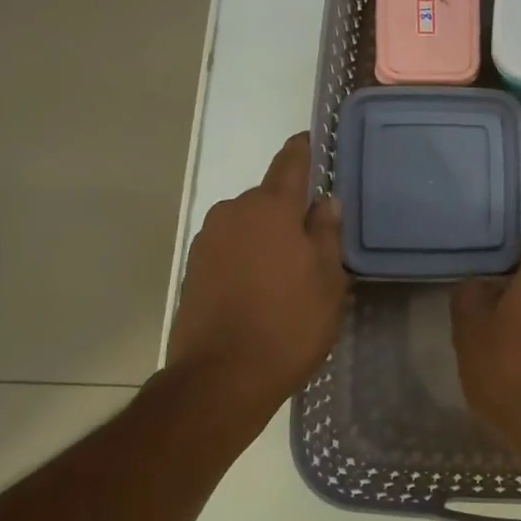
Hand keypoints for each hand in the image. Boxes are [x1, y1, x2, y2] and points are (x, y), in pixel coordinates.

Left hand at [167, 133, 345, 443]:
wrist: (221, 378)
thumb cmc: (289, 323)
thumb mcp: (328, 279)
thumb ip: (327, 233)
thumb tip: (325, 201)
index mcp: (270, 207)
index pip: (291, 162)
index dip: (306, 149)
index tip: (317, 142)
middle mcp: (233, 212)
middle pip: (268, 198)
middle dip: (291, 211)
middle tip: (316, 239)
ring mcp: (207, 241)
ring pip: (248, 225)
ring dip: (268, 236)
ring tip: (290, 271)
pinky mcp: (193, 269)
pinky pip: (230, 248)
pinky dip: (248, 257)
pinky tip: (263, 288)